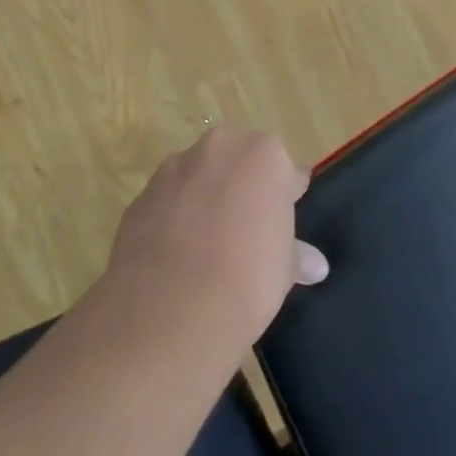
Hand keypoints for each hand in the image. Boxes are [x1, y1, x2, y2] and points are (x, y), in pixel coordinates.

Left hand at [109, 128, 328, 349]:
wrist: (170, 308)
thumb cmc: (247, 276)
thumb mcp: (284, 269)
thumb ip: (296, 254)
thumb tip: (315, 265)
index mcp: (264, 154)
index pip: (286, 170)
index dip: (287, 197)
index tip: (284, 223)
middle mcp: (218, 148)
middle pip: (238, 161)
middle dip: (242, 188)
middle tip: (248, 232)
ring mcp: (173, 169)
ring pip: (199, 177)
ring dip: (205, 199)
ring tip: (208, 246)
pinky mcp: (141, 196)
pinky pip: (168, 202)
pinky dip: (173, 219)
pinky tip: (178, 257)